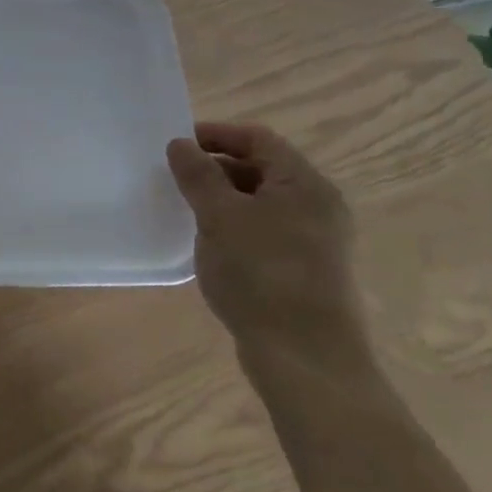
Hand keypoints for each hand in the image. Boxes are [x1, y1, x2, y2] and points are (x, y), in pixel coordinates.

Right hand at [166, 122, 366, 366]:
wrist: (304, 357)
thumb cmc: (261, 274)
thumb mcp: (220, 217)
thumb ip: (198, 175)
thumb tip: (180, 144)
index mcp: (304, 183)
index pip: (257, 138)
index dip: (215, 134)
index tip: (175, 145)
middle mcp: (316, 205)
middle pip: (261, 168)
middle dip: (215, 167)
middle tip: (174, 179)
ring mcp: (314, 240)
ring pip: (261, 202)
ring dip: (222, 199)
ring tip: (185, 211)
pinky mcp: (305, 270)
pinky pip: (264, 231)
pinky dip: (235, 227)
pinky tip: (210, 246)